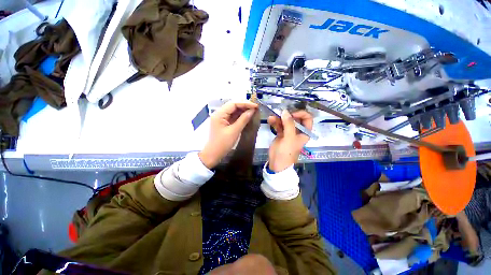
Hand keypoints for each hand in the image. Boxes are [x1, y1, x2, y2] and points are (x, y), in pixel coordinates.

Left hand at [199, 101, 257, 168]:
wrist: (213, 154)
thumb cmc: (223, 144)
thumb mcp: (234, 131)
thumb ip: (243, 120)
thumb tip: (252, 111)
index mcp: (219, 114)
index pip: (233, 104)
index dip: (245, 103)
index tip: (255, 106)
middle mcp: (219, 113)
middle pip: (233, 106)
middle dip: (244, 106)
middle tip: (255, 108)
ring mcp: (221, 118)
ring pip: (233, 111)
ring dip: (243, 110)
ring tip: (253, 111)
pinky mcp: (223, 122)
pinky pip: (232, 116)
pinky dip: (240, 116)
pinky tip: (247, 116)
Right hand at [267, 110, 312, 171]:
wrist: (277, 163)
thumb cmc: (286, 152)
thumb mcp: (289, 138)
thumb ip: (288, 124)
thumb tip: (285, 111)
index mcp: (304, 132)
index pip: (307, 118)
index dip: (300, 114)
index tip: (291, 114)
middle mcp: (297, 131)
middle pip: (295, 118)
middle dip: (287, 115)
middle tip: (279, 113)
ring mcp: (288, 132)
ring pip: (285, 121)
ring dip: (278, 118)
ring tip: (271, 117)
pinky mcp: (281, 134)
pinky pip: (279, 125)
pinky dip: (274, 122)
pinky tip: (269, 120)